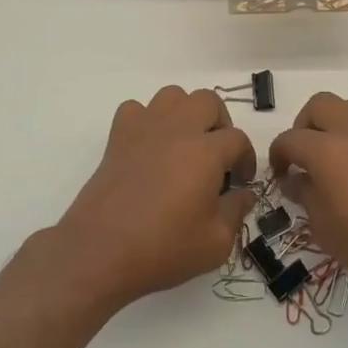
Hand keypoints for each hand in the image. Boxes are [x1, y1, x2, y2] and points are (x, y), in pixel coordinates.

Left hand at [50, 86, 255, 311]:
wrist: (101, 251)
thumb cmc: (164, 248)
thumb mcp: (215, 243)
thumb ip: (236, 212)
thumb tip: (244, 194)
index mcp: (206, 151)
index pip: (238, 139)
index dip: (246, 159)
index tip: (240, 182)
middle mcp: (177, 129)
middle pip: (208, 101)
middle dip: (220, 124)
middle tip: (217, 155)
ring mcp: (144, 129)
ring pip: (172, 95)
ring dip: (185, 113)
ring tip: (185, 143)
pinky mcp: (118, 138)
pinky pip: (136, 109)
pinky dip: (146, 120)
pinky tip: (149, 146)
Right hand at [268, 92, 347, 303]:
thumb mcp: (324, 228)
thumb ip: (305, 195)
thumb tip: (295, 179)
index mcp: (328, 150)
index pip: (290, 139)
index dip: (277, 155)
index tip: (279, 175)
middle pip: (319, 106)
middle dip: (304, 126)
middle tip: (302, 157)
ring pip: (347, 109)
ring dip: (331, 126)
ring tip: (330, 162)